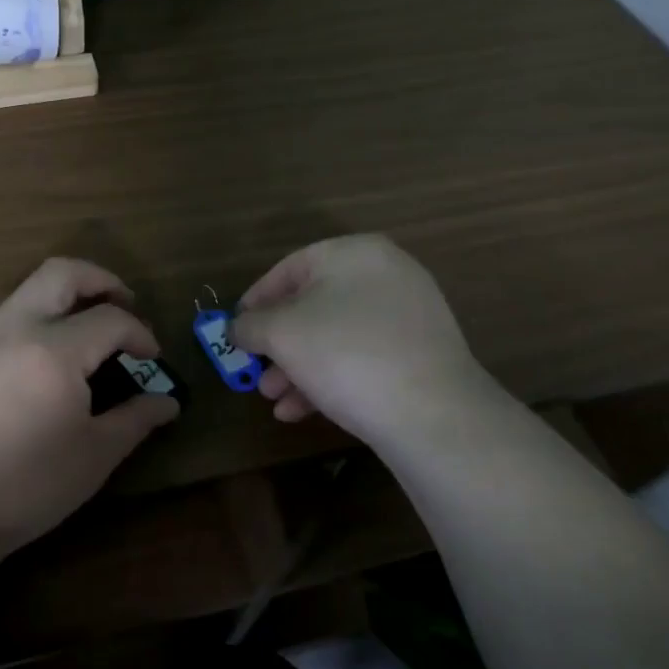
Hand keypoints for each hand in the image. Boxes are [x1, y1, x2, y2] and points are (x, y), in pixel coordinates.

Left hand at [0, 258, 179, 556]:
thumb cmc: (23, 487)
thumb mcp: (92, 458)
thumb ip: (134, 420)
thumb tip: (168, 402)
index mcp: (54, 350)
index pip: (110, 319)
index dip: (140, 333)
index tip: (153, 358)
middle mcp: (16, 327)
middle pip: (63, 273)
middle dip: (102, 279)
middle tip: (126, 304)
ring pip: (31, 288)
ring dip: (68, 295)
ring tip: (91, 330)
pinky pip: (9, 314)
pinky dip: (40, 315)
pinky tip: (49, 358)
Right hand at [230, 235, 490, 444]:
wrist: (433, 414)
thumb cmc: (345, 354)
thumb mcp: (281, 334)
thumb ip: (250, 325)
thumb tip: (237, 328)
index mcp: (353, 253)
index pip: (288, 268)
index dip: (255, 300)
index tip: (235, 330)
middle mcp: (385, 274)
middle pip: (312, 305)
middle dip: (277, 344)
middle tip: (255, 371)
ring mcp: (408, 315)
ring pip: (335, 336)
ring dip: (297, 367)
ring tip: (274, 399)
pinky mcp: (420, 354)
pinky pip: (362, 356)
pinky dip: (330, 378)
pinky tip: (302, 411)